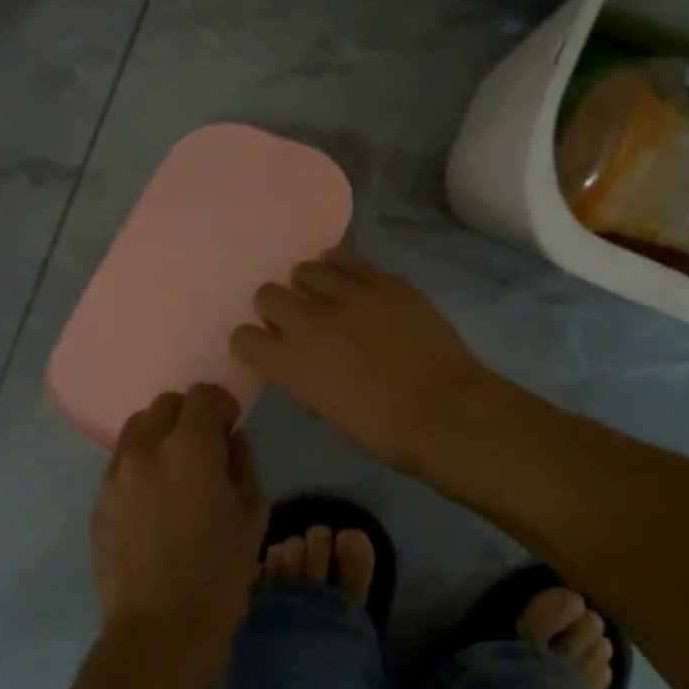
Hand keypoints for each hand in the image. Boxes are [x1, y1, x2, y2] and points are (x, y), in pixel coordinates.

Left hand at [91, 384, 265, 682]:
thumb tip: (230, 440)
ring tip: (174, 471)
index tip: (230, 428)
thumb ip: (243, 463)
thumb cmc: (219, 573)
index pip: (203, 394)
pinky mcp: (99, 501)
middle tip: (205, 449)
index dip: (222, 405)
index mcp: (190, 447)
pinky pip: (121, 463)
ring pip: (136, 428)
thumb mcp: (252, 515)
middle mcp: (147, 448)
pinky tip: (153, 502)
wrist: (160, 631)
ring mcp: (116, 474)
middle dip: (189, 416)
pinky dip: (140, 465)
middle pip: (165, 404)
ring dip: (160, 435)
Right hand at [232, 250, 492, 474]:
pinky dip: (340, 268)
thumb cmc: (383, 429)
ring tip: (324, 296)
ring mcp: (348, 294)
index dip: (252, 342)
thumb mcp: (326, 411)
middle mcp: (308, 320)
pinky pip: (347, 258)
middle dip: (275, 307)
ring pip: (305, 268)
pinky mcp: (383, 280)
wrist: (446, 410)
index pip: (243, 337)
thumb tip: (298, 359)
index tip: (266, 347)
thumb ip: (302, 376)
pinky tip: (350, 280)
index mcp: (289, 362)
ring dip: (307, 284)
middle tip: (296, 320)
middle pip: (266, 294)